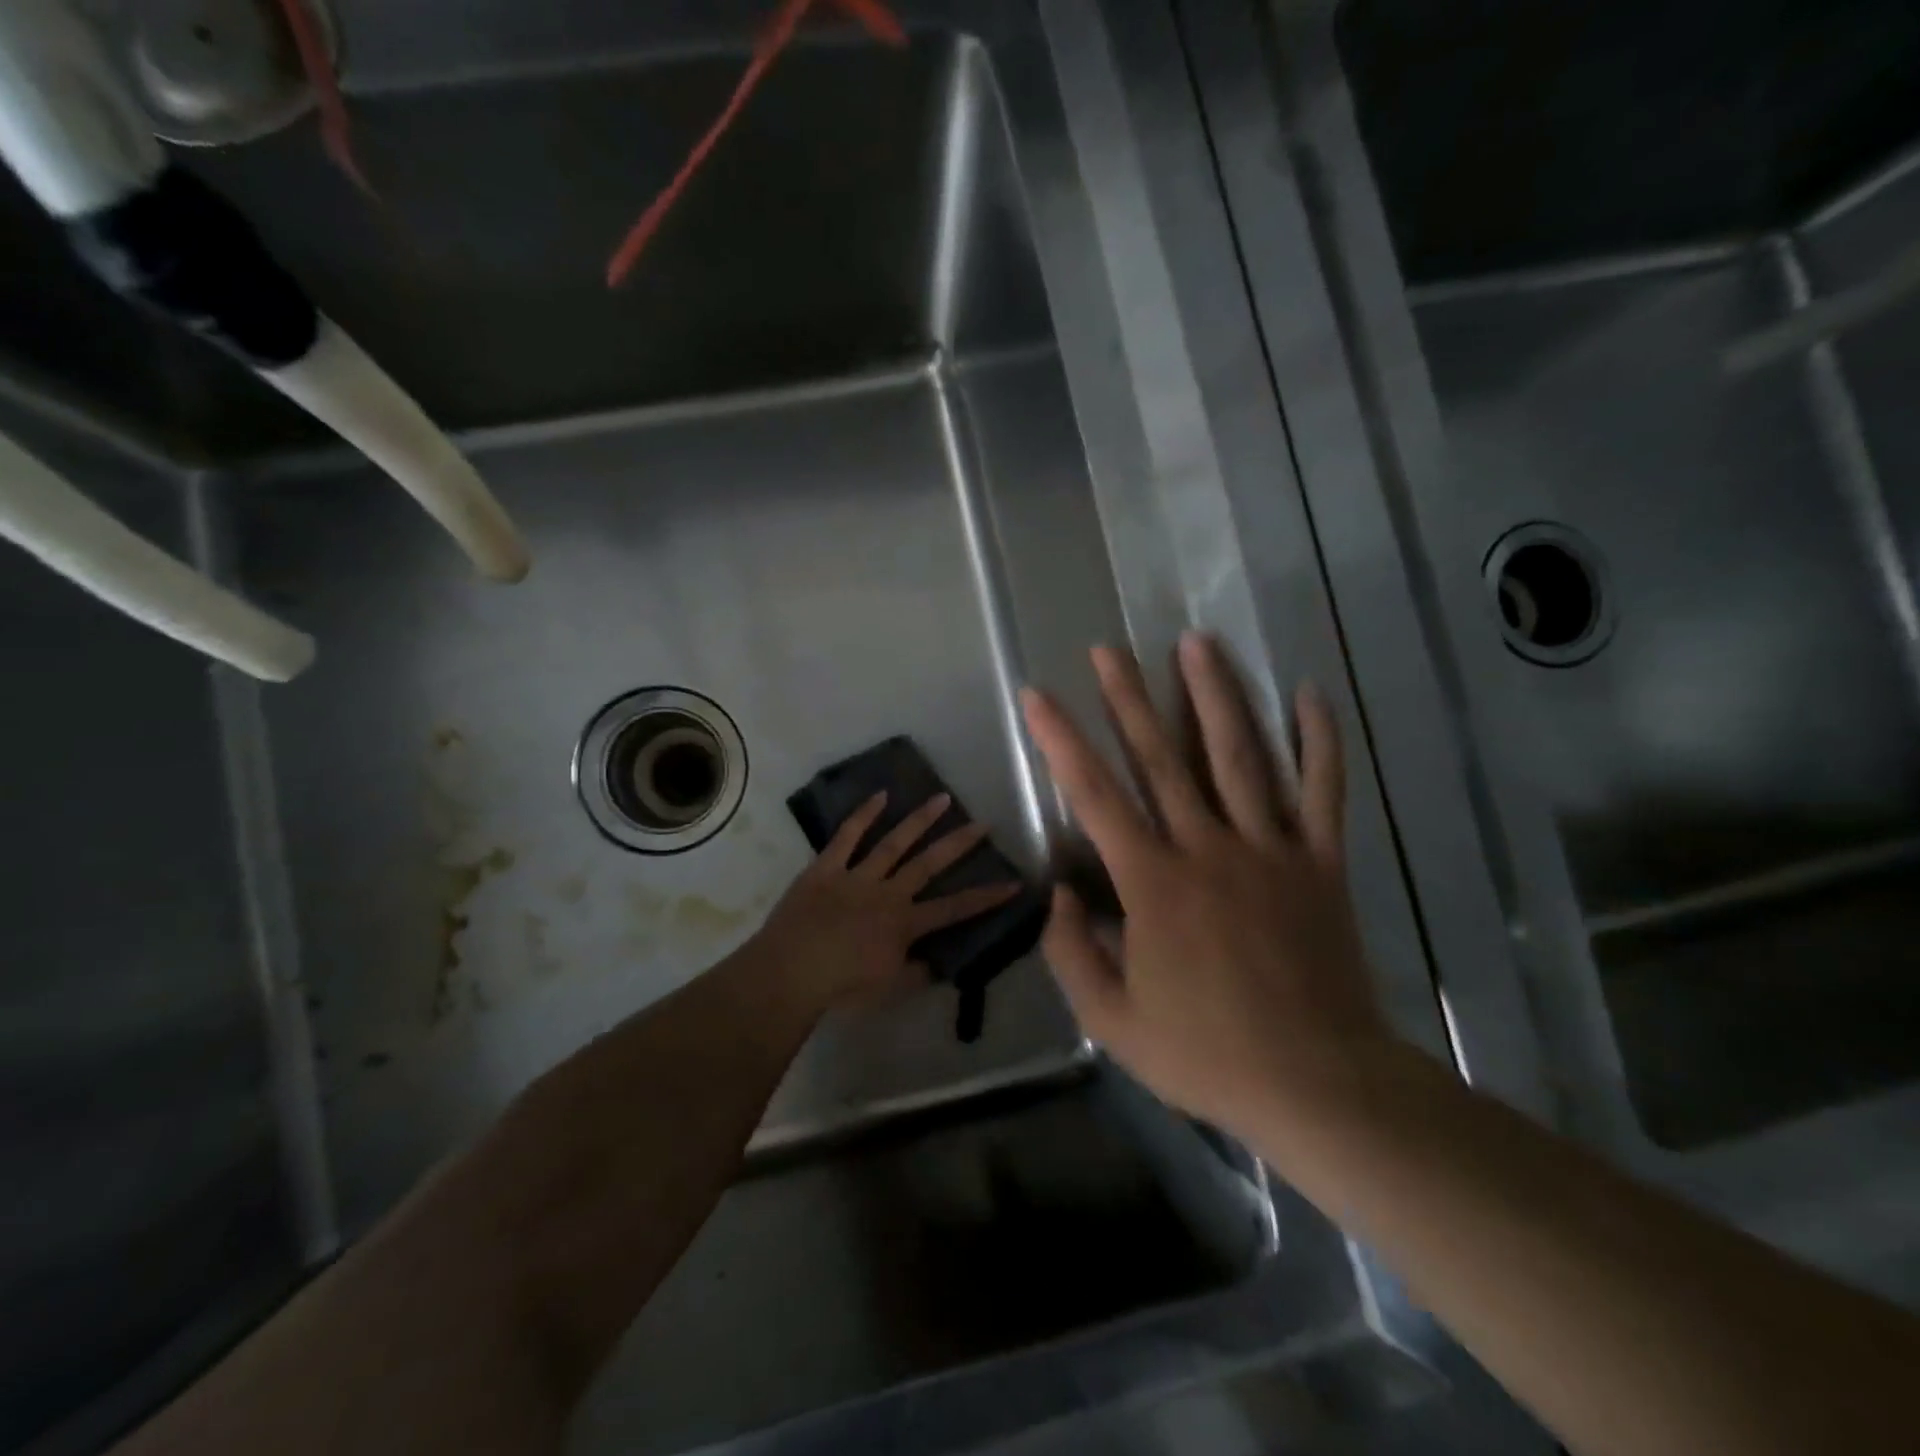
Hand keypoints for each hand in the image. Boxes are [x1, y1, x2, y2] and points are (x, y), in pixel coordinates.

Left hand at [748, 792, 1020, 1014]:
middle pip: (929, 864)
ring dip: (920, 820)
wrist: (790, 972)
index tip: (1014, 882)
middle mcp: (888, 892)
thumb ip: (917, 972)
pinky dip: (863, 815)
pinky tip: (880, 796)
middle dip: (959, 843)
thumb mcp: (888, 989)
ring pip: (895, 842)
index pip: (955, 909)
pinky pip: (847, 837)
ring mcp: (857, 876)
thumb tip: (938, 961)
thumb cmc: (841, 987)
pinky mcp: (827, 868)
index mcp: (905, 923)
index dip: (986, 897)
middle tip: (982, 823)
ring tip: (942, 798)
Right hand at [1019, 633, 1391, 1140]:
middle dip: (1130, 698)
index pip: (1095, 796)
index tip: (1038, 696)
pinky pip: (1323, 790)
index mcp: (1153, 883)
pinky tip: (1310, 693)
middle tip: (1109, 650)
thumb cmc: (1207, 1053)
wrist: (1317, 1083)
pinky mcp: (1321, 862)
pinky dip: (1319, 740)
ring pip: (1240, 756)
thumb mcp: (1111, 1021)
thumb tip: (1060, 894)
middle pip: (1162, 758)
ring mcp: (1271, 849)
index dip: (1060, 741)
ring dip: (1215, 695)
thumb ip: (1071, 952)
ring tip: (1197, 642)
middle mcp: (1208, 848)